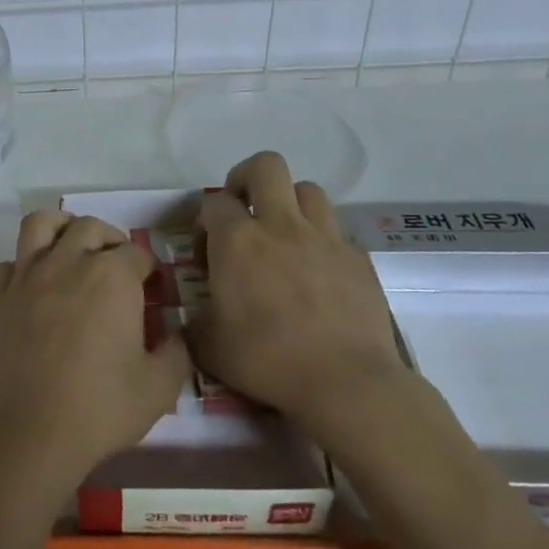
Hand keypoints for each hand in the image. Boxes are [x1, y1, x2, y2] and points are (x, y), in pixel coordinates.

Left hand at [0, 210, 190, 492]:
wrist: (31, 431)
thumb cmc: (100, 407)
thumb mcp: (159, 388)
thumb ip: (177, 353)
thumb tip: (179, 333)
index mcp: (111, 277)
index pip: (136, 253)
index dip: (147, 268)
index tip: (151, 287)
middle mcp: (68, 262)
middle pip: (90, 227)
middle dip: (110, 240)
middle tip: (117, 266)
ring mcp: (27, 275)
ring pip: (41, 225)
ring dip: (61, 228)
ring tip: (72, 248)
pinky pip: (9, 264)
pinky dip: (22, 266)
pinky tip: (34, 286)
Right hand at [191, 153, 405, 444]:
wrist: (346, 382)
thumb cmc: (267, 359)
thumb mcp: (208, 345)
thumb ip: (193, 321)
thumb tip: (190, 318)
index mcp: (238, 240)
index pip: (214, 202)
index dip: (205, 222)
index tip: (207, 254)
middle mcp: (281, 225)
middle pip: (266, 166)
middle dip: (247, 178)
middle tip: (242, 211)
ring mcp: (325, 238)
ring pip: (308, 190)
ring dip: (290, 204)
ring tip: (282, 236)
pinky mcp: (358, 259)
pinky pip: (336, 232)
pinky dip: (321, 241)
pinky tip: (316, 273)